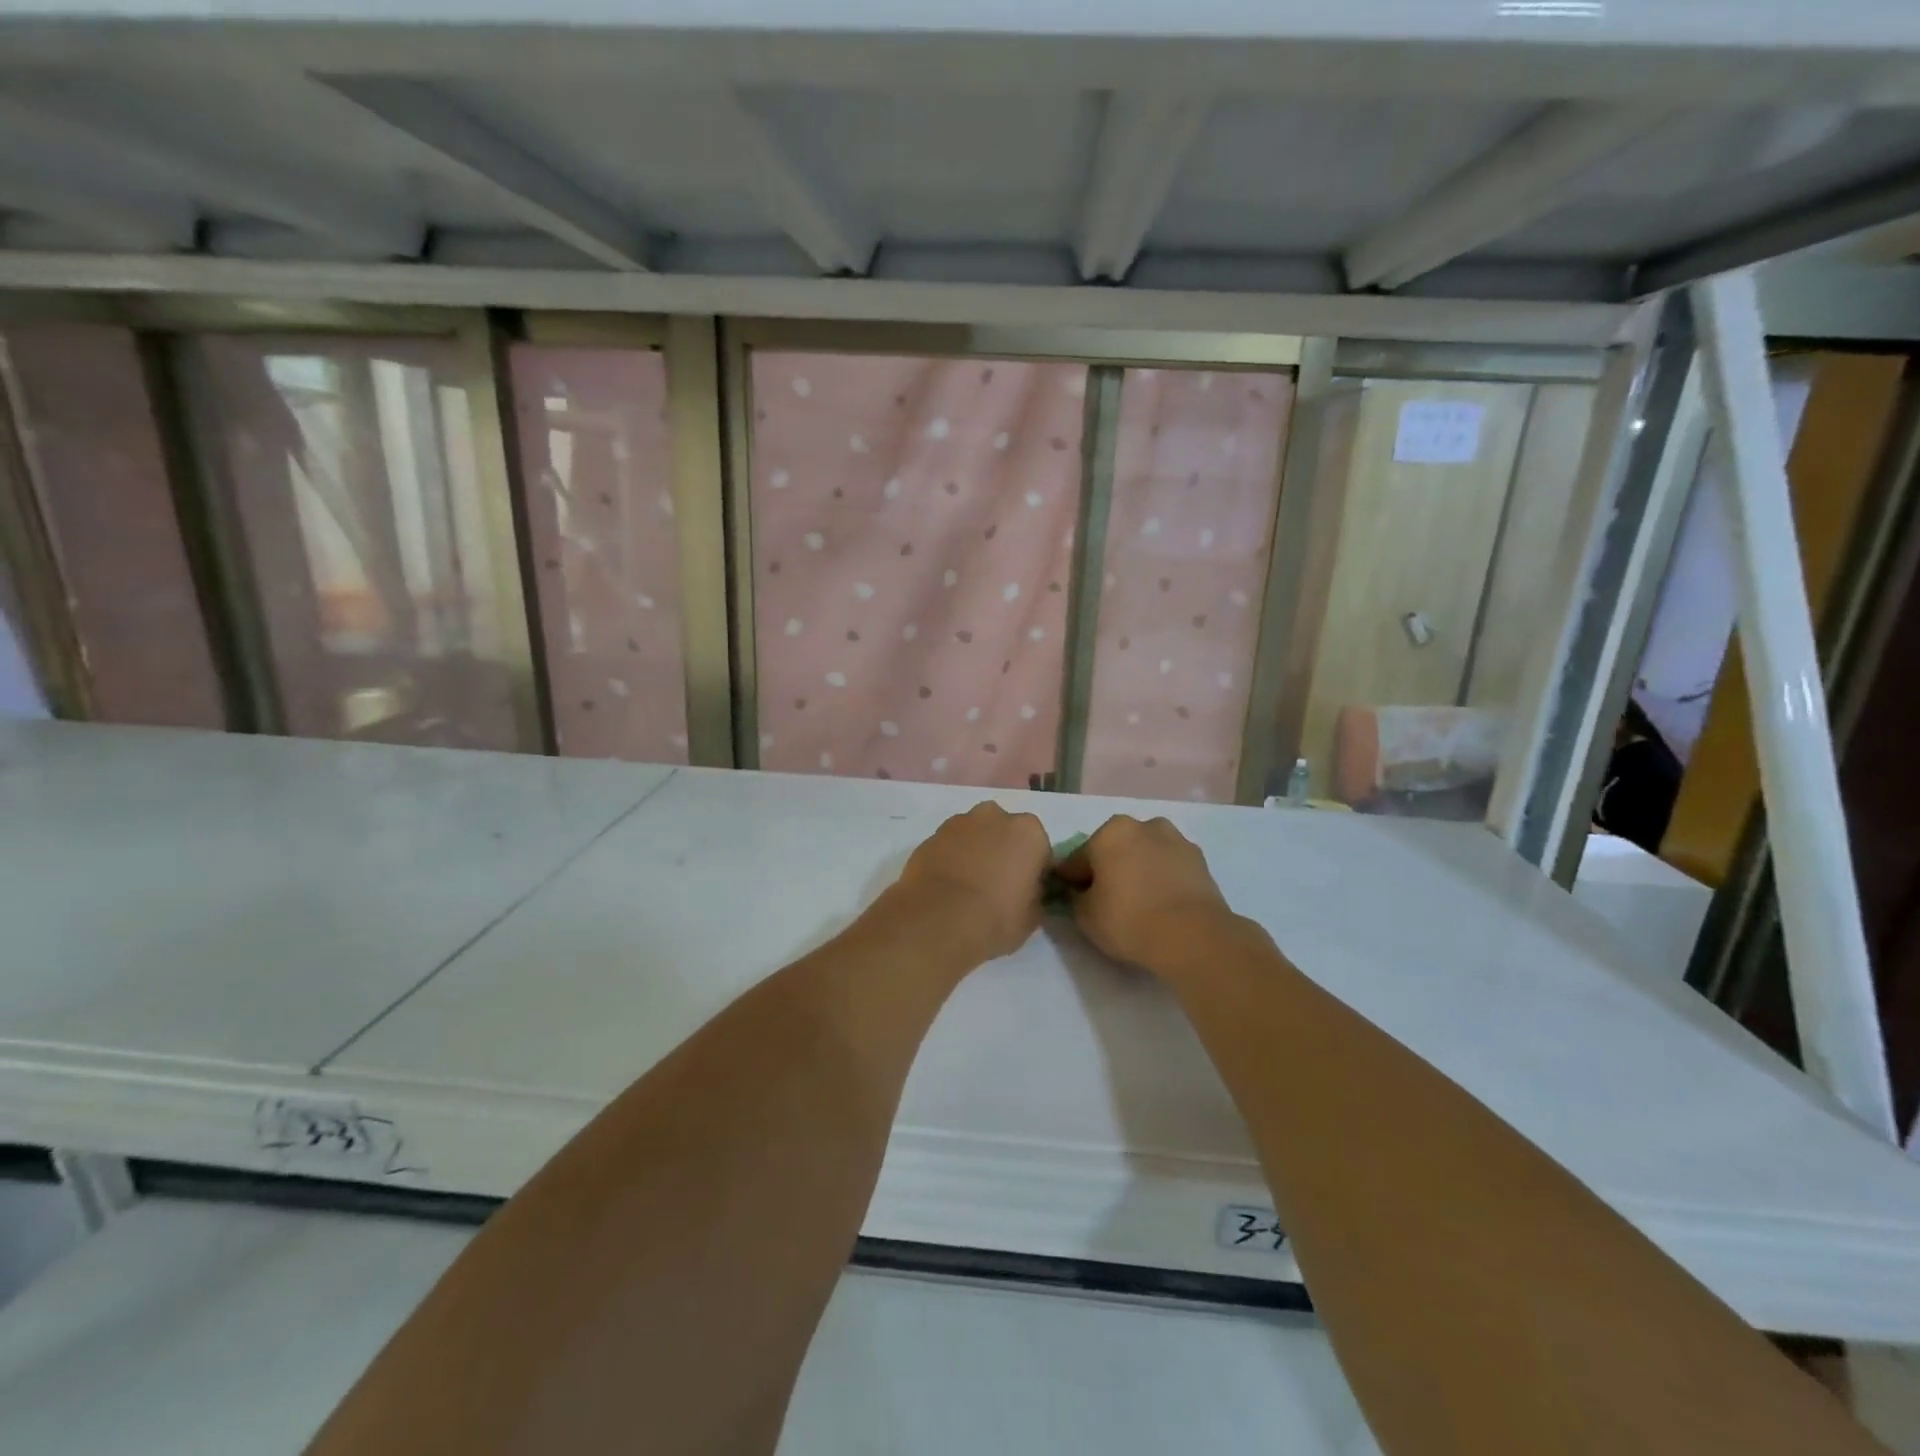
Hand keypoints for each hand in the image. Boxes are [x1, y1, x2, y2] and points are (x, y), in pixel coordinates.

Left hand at [889, 802, 1051, 963]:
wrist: (939, 920)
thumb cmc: (997, 917)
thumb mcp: (1033, 916)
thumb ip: (1035, 895)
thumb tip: (1027, 892)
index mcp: (1028, 831)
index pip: (1039, 849)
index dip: (1033, 871)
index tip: (1024, 892)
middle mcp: (994, 816)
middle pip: (1004, 832)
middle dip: (1002, 851)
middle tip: (996, 885)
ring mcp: (958, 823)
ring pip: (974, 835)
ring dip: (974, 852)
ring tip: (967, 886)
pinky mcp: (930, 836)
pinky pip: (948, 846)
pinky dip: (950, 859)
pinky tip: (946, 886)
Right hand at [1056, 815, 1235, 971]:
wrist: (1193, 936)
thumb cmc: (1129, 920)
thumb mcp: (1085, 916)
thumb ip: (1076, 898)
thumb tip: (1081, 892)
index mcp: (1110, 832)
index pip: (1078, 858)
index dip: (1071, 880)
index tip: (1071, 899)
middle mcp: (1143, 826)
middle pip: (1115, 849)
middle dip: (1109, 869)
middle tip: (1107, 901)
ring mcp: (1176, 840)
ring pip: (1145, 855)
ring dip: (1138, 870)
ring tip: (1139, 904)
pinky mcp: (1201, 860)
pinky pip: (1170, 868)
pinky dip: (1162, 879)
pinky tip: (1161, 904)